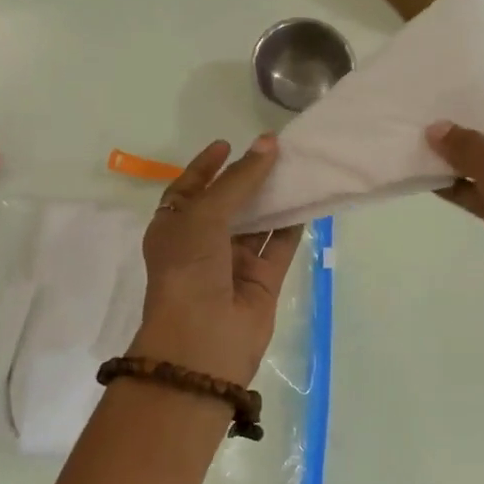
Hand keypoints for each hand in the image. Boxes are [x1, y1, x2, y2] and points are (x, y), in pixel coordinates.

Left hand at [127, 135, 303, 385]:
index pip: (189, 188)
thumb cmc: (189, 268)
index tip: (228, 143)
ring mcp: (233, 263)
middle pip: (228, 202)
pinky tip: (309, 198)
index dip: (206, 166)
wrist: (202, 340)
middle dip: (248, 178)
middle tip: (275, 150)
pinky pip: (280, 245)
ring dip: (274, 197)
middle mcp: (202, 243)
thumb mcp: (205, 214)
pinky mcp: (262, 280)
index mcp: (174, 227)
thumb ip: (239, 179)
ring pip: (257, 222)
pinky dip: (293, 224)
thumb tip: (268, 143)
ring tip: (297, 166)